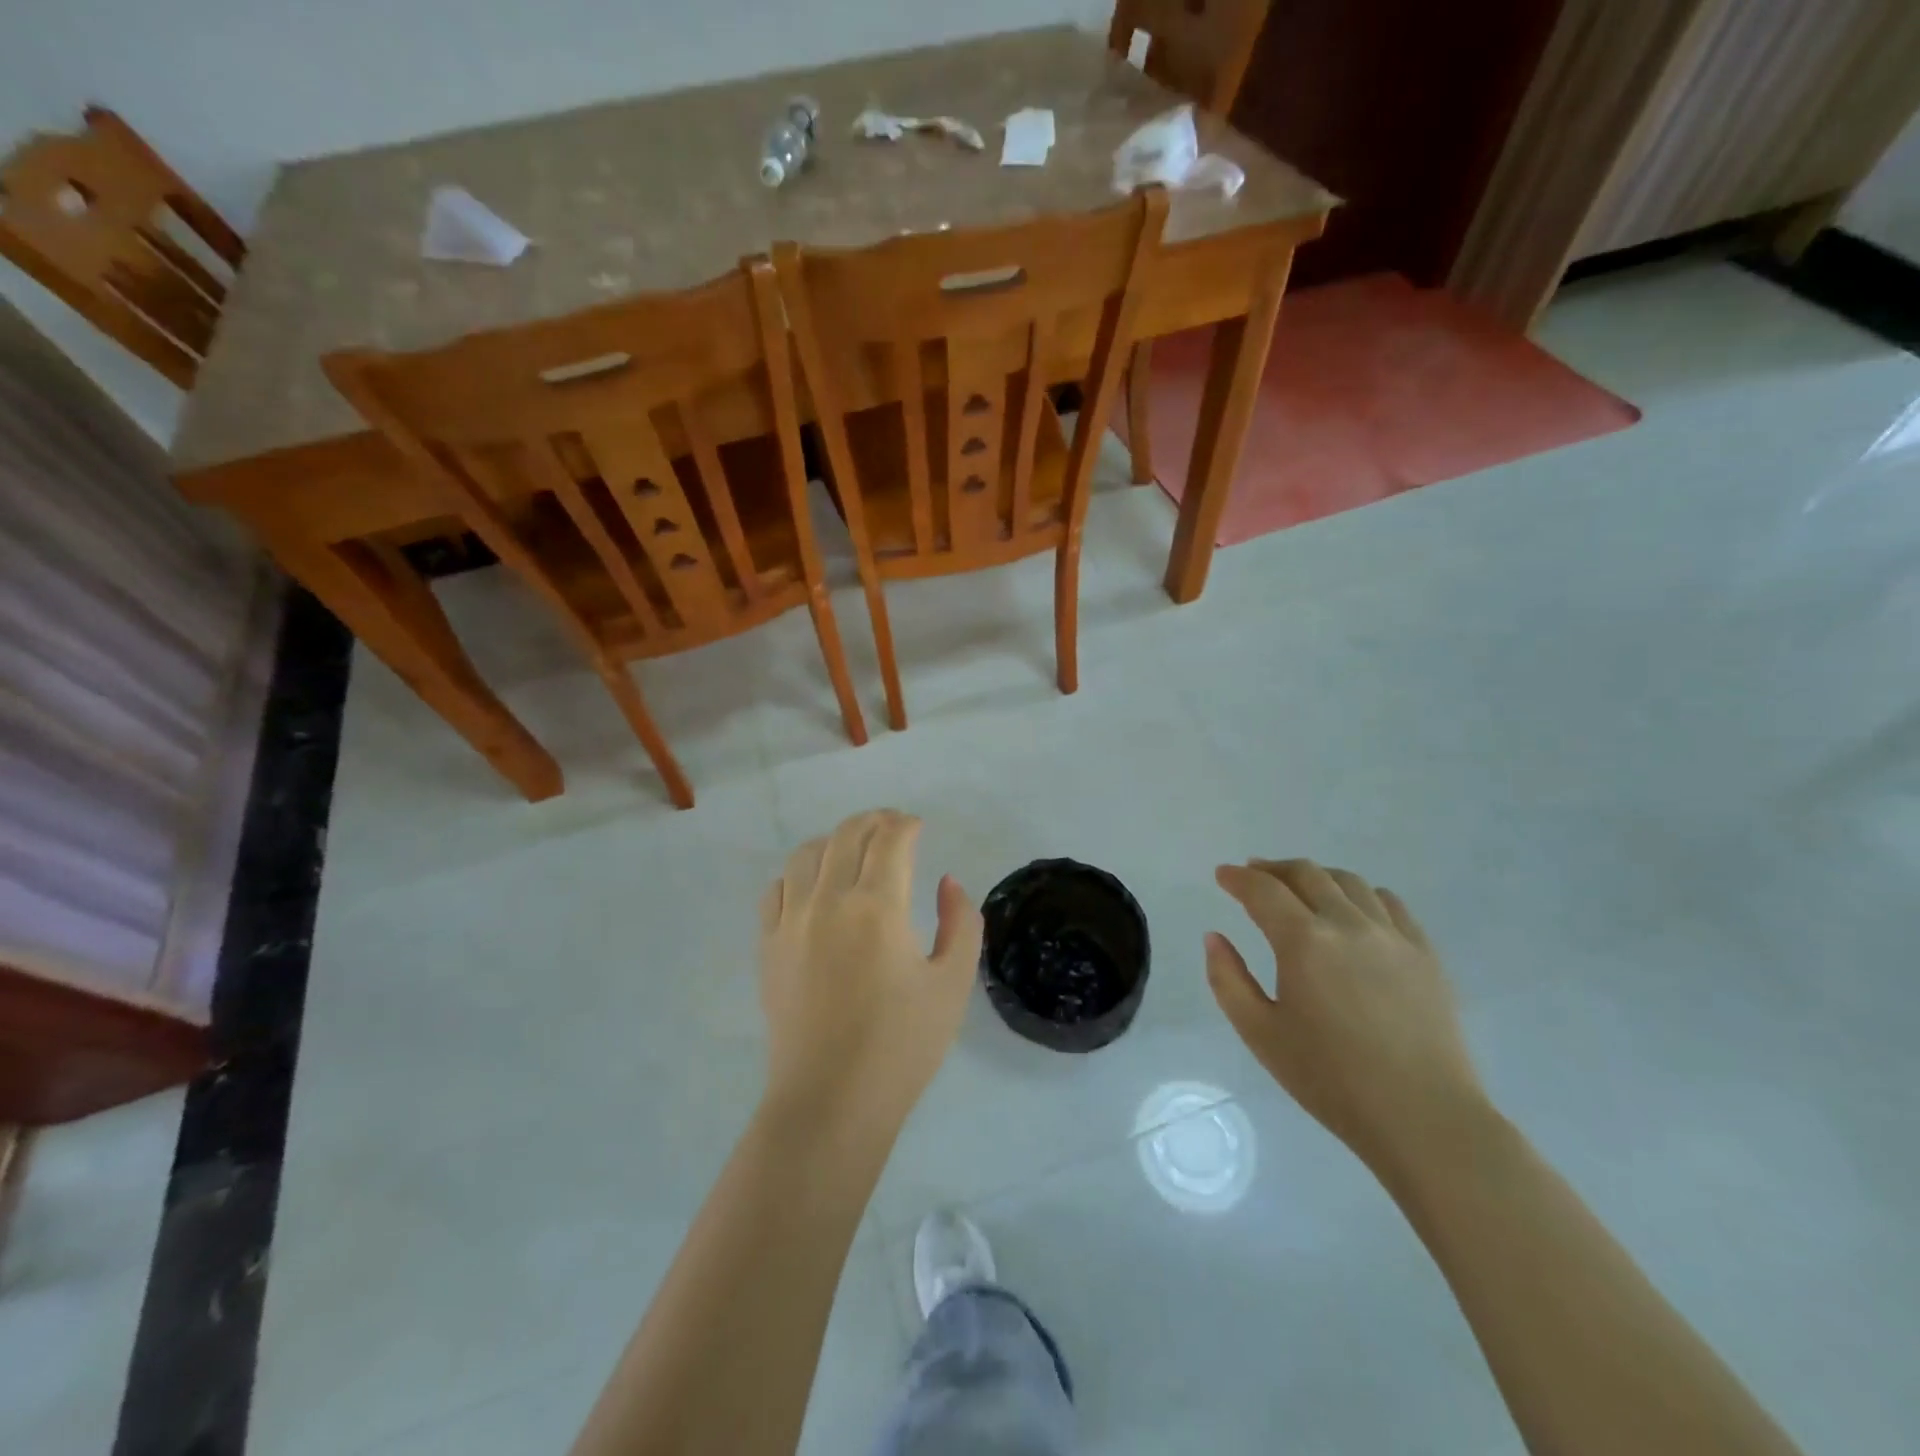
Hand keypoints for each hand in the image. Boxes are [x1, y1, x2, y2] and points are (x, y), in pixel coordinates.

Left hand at [759, 810, 982, 1123]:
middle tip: (892, 826)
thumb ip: (961, 924)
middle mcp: (828, 901)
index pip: (889, 840)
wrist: (831, 1101)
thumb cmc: (901, 1046)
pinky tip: (813, 887)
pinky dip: (798, 874)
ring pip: (806, 854)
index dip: (906, 824)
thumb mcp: (952, 985)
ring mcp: (791, 922)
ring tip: (853, 849)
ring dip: (834, 840)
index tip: (918, 826)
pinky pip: (777, 889)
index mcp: (878, 908)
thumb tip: (946, 882)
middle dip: (873, 821)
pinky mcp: (768, 946)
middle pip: (846, 836)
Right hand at [1206, 859, 1490, 1174]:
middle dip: (1273, 869)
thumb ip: (1228, 979)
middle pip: (1306, 874)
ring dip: (1316, 877)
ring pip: (1349, 882)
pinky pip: (1389, 903)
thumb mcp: (1260, 1034)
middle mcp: (1348, 924)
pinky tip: (1353, 909)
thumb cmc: (1331, 1079)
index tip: (1222, 875)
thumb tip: (1214, 937)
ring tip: (1300, 889)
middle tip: (1254, 875)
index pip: (1263, 890)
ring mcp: (1392, 936)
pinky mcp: (1424, 953)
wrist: (1424, 1118)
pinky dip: (1361, 894)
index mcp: (1304, 942)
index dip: (1238, 878)